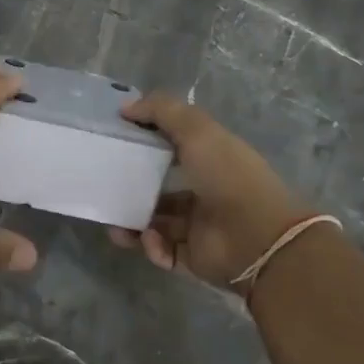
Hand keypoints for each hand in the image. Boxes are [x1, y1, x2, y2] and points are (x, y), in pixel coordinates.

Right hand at [110, 94, 311, 286]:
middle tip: (106, 191)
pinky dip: (152, 246)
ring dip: (133, 223)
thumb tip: (125, 107)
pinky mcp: (194, 257)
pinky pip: (163, 251)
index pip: (172, 147)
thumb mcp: (196, 130)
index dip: (146, 142)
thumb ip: (161, 111)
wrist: (257, 237)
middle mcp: (204, 191)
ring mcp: (199, 226)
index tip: (117, 141)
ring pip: (155, 223)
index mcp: (210, 159)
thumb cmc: (227, 176)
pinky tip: (149, 240)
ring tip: (116, 228)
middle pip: (159, 189)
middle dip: (131, 190)